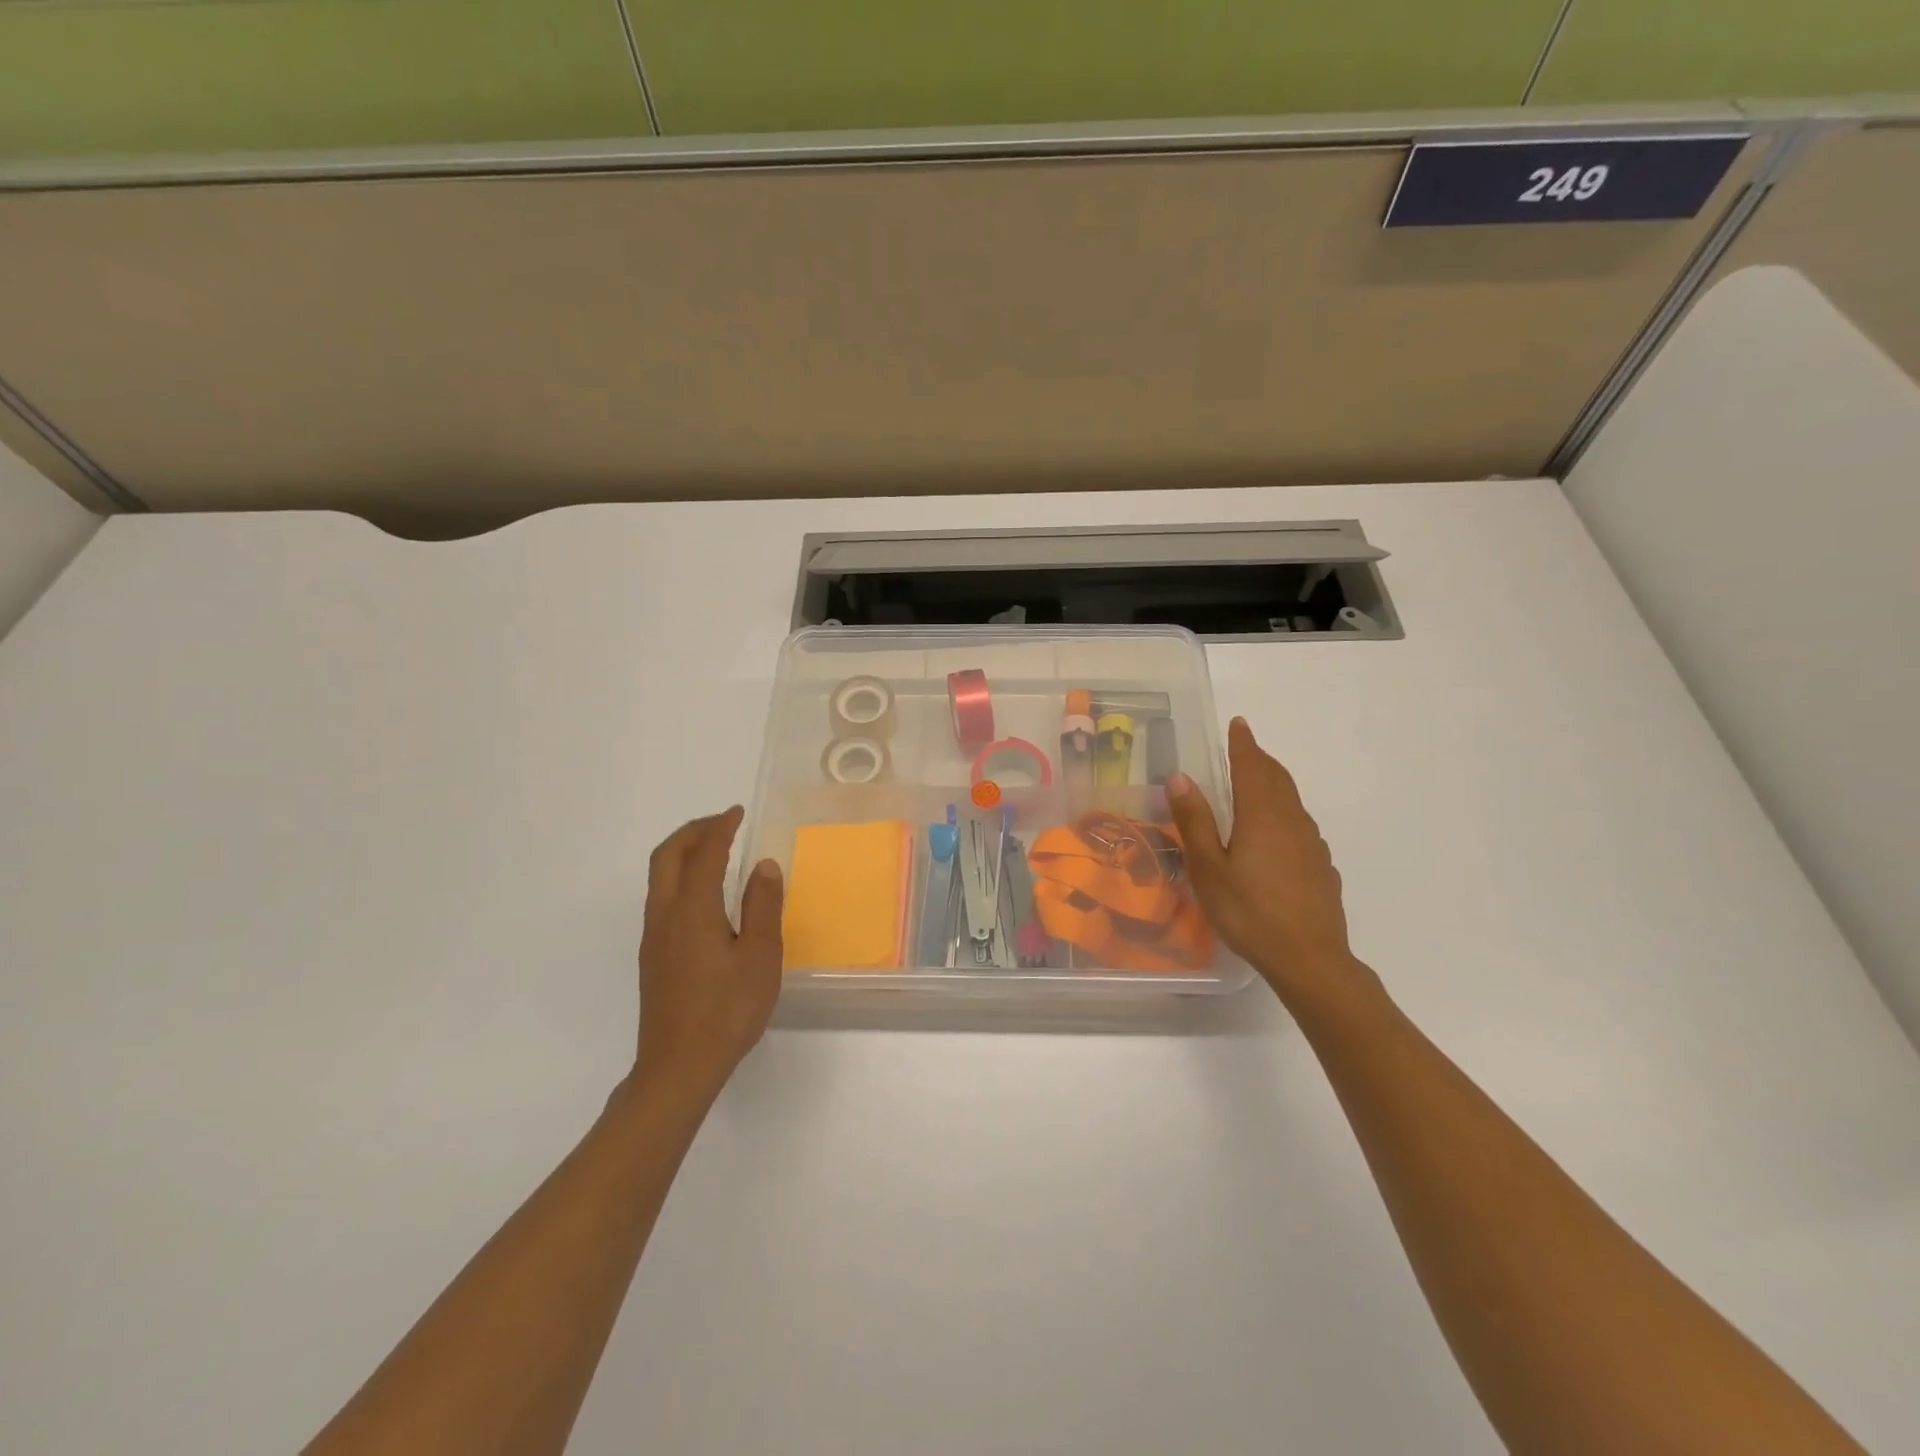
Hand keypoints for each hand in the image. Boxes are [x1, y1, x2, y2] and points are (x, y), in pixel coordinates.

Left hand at [633, 807, 783, 1095]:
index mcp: (693, 911)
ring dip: (683, 853)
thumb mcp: (760, 957)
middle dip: (692, 831)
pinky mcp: (652, 956)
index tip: (738, 812)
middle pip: (667, 856)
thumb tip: (763, 865)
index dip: (720, 827)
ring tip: (715, 850)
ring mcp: (654, 937)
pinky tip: (705, 894)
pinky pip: (662, 897)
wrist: (677, 1067)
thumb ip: (762, 906)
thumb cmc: (727, 1010)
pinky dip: (681, 876)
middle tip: (722, 823)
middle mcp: (665, 916)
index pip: (704, 853)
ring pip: (660, 877)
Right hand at [1167, 718, 1371, 1006]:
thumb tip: (1179, 777)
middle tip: (1244, 749)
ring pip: (1291, 801)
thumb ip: (1195, 820)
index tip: (1238, 724)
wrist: (1309, 959)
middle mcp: (1292, 821)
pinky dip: (1283, 813)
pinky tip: (1275, 835)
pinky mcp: (1322, 866)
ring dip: (1273, 784)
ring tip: (1256, 785)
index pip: (1252, 766)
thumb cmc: (1249, 911)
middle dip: (1260, 760)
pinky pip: (1299, 826)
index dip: (1244, 744)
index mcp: (1262, 815)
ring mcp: (1312, 844)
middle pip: (1277, 779)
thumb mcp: (1208, 868)